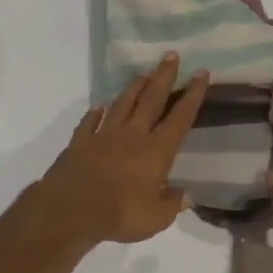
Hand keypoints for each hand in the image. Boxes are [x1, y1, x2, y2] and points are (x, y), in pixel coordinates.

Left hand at [34, 55, 208, 246]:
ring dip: (134, 87)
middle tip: (171, 55)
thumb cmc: (120, 214)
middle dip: (164, 76)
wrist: (71, 210)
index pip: (180, 117)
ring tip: (143, 72)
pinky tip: (99, 107)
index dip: (193, 95)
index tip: (201, 73)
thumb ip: (172, 204)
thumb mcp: (156, 218)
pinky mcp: (80, 142)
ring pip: (122, 104)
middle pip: (152, 99)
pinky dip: (95, 113)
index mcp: (157, 150)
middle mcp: (133, 134)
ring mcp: (104, 135)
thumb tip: (186, 196)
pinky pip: (90, 122)